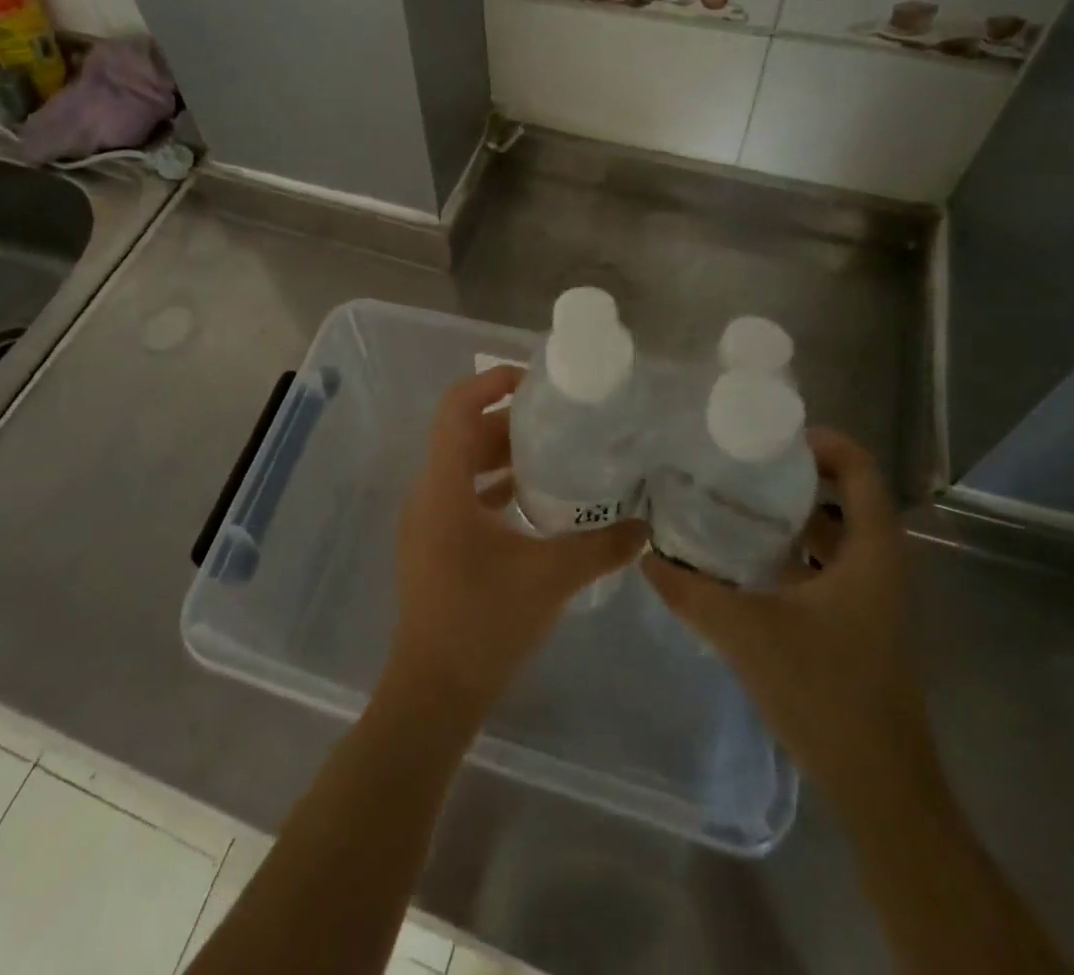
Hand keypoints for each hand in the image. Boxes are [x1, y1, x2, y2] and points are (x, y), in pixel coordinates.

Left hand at [384, 365, 646, 720]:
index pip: (456, 407)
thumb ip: (601, 546)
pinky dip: (495, 486)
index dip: (490, 381)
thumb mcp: (551, 578)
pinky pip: (463, 494)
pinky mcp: (434, 543)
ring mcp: (427, 519)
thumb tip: (645, 525)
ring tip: (555, 452)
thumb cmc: (484, 624)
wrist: (435, 692)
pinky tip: (535, 501)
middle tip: (560, 418)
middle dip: (509, 420)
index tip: (535, 381)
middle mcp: (429, 492)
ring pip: (463, 465)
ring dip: (503, 454)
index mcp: (444, 486)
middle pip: (464, 433)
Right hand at [643, 428, 937, 800]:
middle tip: (739, 465)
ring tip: (734, 503)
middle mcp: (879, 566)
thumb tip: (645, 556)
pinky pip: (827, 569)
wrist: (880, 788)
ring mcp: (872, 599)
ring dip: (792, 516)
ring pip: (835, 536)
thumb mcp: (746, 632)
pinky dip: (793, 553)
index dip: (824, 443)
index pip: (861, 471)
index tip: (770, 437)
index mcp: (871, 553)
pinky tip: (745, 561)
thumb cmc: (824, 693)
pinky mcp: (859, 626)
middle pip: (847, 498)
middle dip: (795, 476)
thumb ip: (691, 591)